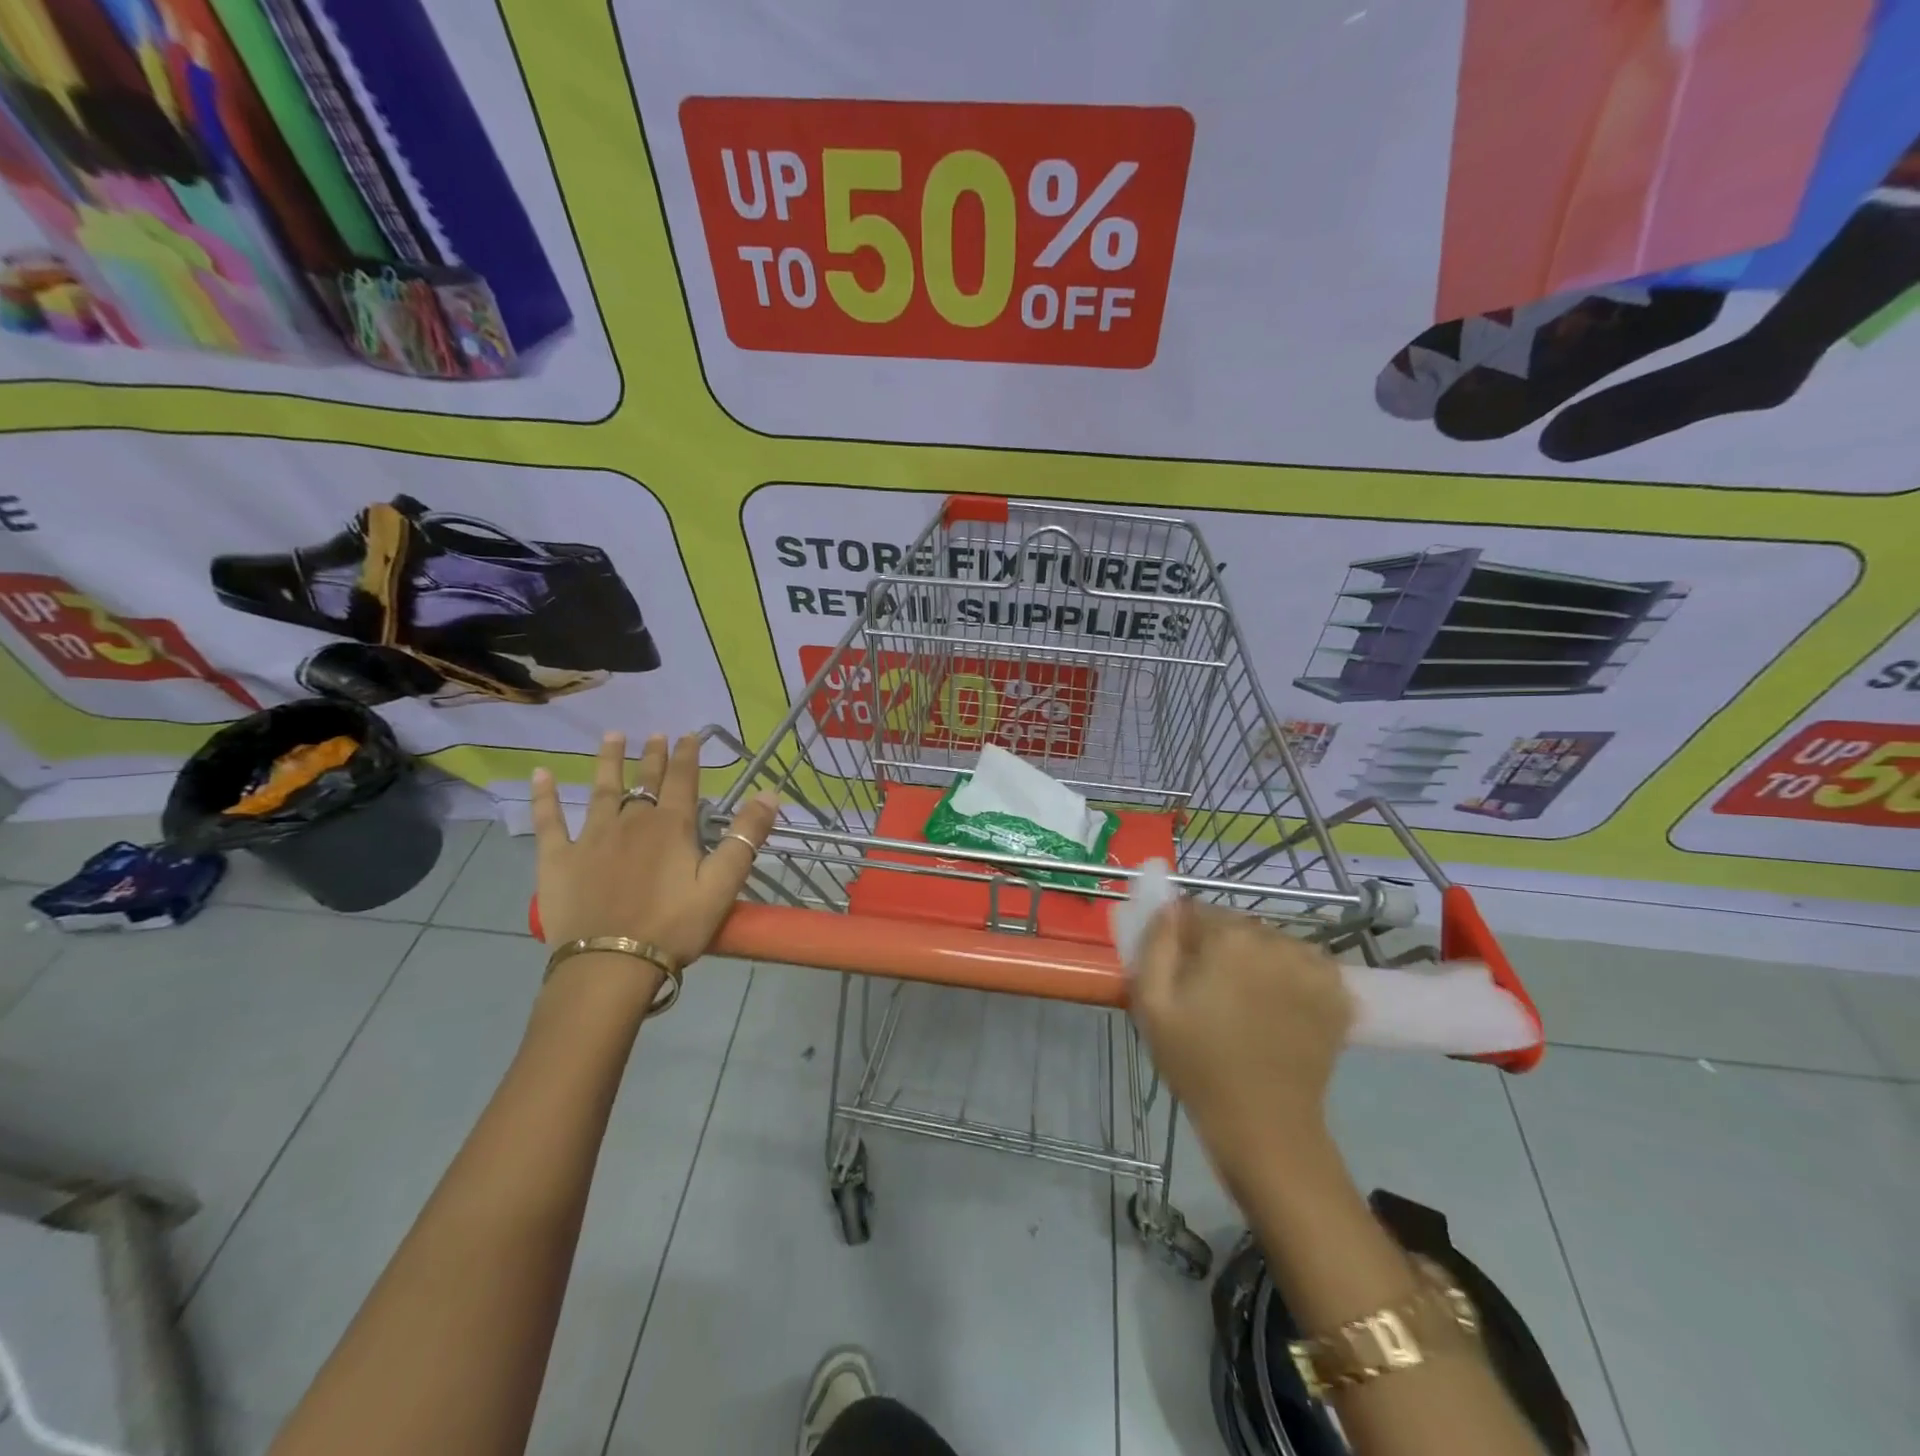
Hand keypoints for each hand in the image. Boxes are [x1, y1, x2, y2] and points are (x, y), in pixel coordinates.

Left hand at [530, 731, 778, 970]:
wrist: (610, 964)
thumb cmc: (674, 926)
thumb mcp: (722, 884)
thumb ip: (745, 837)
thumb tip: (769, 794)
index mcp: (671, 826)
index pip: (682, 780)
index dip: (687, 755)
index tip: (688, 734)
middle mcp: (631, 821)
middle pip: (644, 780)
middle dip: (653, 755)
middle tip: (656, 734)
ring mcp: (591, 837)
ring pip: (601, 790)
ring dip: (608, 761)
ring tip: (612, 736)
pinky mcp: (558, 858)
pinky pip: (549, 820)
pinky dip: (545, 796)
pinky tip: (540, 774)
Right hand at [1130, 900, 1352, 1186]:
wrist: (1265, 1125)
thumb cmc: (1198, 1063)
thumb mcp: (1152, 1003)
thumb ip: (1155, 942)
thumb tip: (1168, 907)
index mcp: (1229, 938)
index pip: (1195, 911)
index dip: (1182, 939)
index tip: (1180, 973)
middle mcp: (1276, 940)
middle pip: (1236, 926)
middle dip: (1220, 948)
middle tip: (1211, 994)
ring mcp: (1314, 965)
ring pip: (1270, 943)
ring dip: (1257, 960)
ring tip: (1248, 1005)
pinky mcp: (1339, 992)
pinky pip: (1303, 964)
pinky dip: (1290, 977)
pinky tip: (1280, 1010)